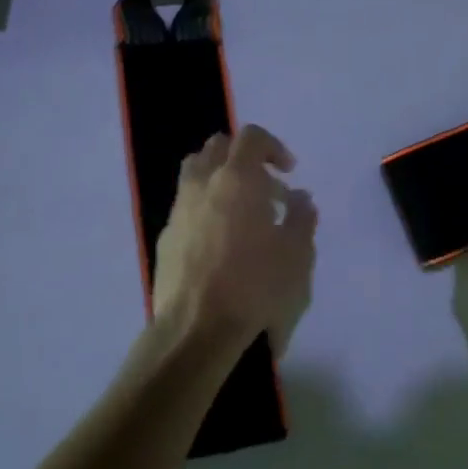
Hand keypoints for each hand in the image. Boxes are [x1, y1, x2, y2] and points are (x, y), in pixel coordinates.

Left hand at [153, 125, 316, 353]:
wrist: (197, 331)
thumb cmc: (256, 287)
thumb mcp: (298, 254)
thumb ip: (302, 217)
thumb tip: (300, 197)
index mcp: (236, 179)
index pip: (251, 138)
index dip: (273, 147)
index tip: (289, 172)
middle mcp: (201, 185)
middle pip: (217, 148)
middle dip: (244, 159)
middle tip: (266, 189)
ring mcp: (178, 211)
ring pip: (195, 174)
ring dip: (220, 181)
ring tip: (242, 213)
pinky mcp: (165, 239)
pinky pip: (186, 208)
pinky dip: (204, 210)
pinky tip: (220, 243)